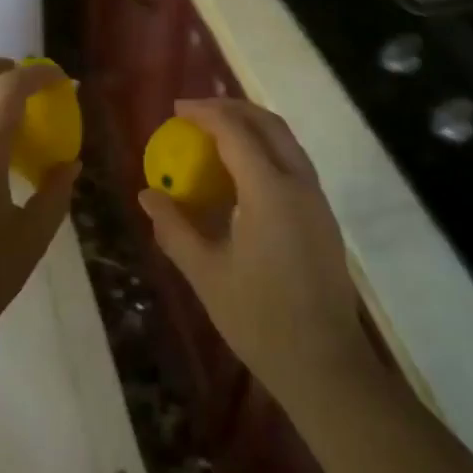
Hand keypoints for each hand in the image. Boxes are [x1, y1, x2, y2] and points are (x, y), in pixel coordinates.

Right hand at [139, 100, 374, 409]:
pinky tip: (242, 169)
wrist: (325, 364)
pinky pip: (293, 161)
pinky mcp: (323, 214)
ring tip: (216, 131)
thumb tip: (147, 195)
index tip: (176, 109)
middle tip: (196, 112)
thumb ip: (174, 228)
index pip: (235, 132)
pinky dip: (266, 147)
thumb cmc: (260, 320)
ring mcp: (316, 198)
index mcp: (270, 191)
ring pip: (286, 139)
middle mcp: (299, 183)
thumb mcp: (206, 274)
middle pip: (267, 123)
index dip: (204, 113)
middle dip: (231, 108)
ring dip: (251, 124)